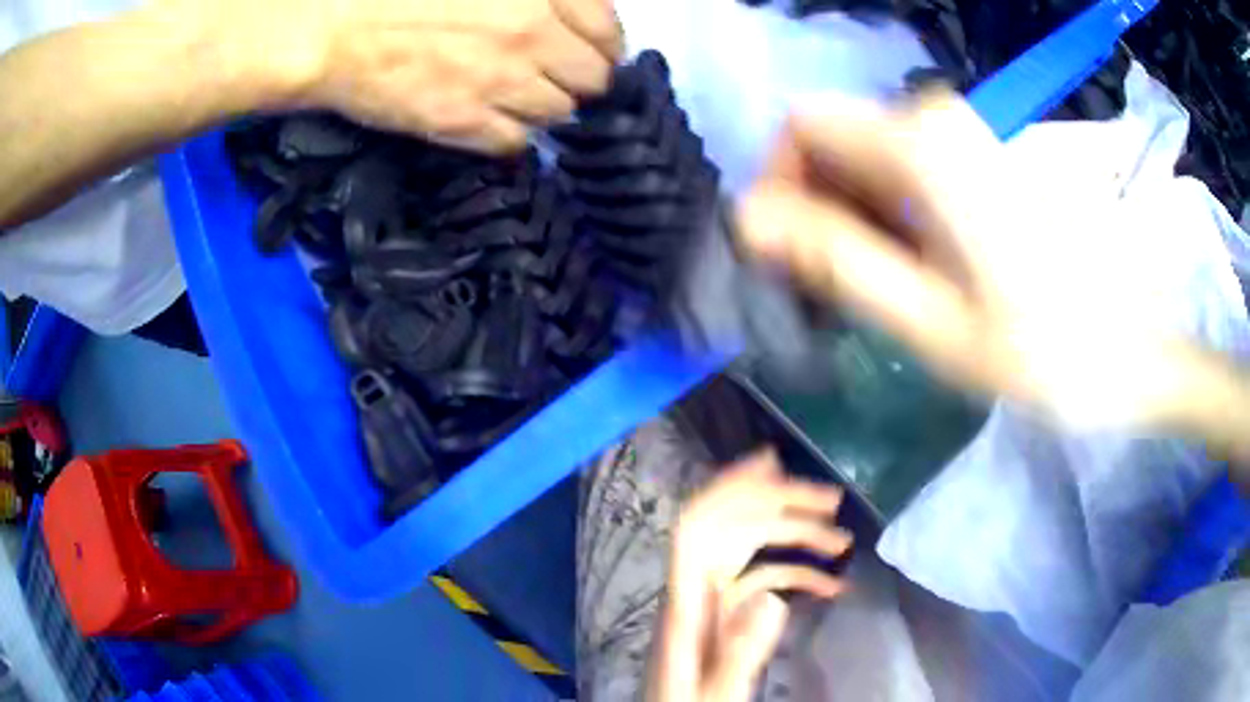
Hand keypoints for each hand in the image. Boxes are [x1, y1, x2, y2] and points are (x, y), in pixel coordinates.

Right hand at [177, 0, 622, 153]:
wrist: (331, 31)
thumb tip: (564, 9)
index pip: (609, 32)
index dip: (605, 47)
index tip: (591, 52)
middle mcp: (532, 36)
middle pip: (592, 79)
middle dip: (580, 79)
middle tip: (556, 75)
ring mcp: (499, 83)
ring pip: (557, 114)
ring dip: (544, 106)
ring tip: (517, 95)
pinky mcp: (462, 124)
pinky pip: (514, 143)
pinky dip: (510, 134)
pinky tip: (490, 119)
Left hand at [649, 449, 849, 701]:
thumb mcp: (715, 694)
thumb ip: (740, 653)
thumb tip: (774, 600)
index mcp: (685, 606)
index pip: (697, 528)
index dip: (728, 488)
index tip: (772, 462)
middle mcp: (697, 593)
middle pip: (732, 529)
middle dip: (780, 506)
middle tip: (832, 501)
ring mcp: (712, 603)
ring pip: (751, 551)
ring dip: (794, 538)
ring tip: (841, 540)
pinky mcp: (725, 617)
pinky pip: (760, 581)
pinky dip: (795, 576)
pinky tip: (831, 585)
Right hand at [735, 90, 1249, 435]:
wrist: (1132, 348)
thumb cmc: (1044, 349)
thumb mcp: (933, 320)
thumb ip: (839, 261)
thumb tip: (749, 220)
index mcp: (922, 144)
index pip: (801, 124)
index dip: (778, 183)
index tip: (790, 256)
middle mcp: (936, 117)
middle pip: (835, 139)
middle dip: (818, 208)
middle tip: (837, 290)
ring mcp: (962, 133)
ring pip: (868, 156)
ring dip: (855, 217)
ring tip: (883, 289)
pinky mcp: (979, 155)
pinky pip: (905, 167)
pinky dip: (890, 213)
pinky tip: (917, 269)